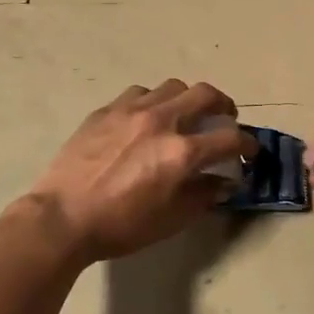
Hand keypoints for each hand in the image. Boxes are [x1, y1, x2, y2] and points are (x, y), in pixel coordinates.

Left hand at [26, 81, 255, 260]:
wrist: (62, 217)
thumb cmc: (120, 225)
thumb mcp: (171, 219)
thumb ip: (203, 195)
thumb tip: (224, 182)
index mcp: (181, 152)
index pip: (230, 138)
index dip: (248, 144)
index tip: (250, 151)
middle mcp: (162, 121)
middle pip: (206, 94)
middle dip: (224, 106)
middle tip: (223, 120)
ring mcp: (132, 110)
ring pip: (172, 87)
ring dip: (187, 99)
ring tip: (184, 115)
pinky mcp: (107, 109)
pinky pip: (140, 93)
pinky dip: (153, 102)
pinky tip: (146, 119)